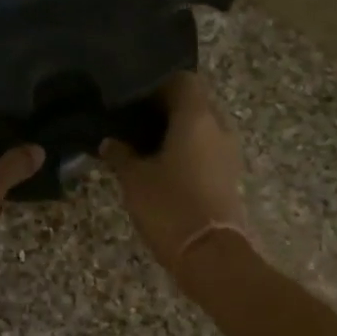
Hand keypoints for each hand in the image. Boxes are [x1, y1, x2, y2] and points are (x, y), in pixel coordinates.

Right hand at [100, 73, 251, 279]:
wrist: (210, 255)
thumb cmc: (170, 206)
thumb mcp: (134, 179)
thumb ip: (120, 154)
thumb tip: (108, 141)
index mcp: (197, 117)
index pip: (182, 79)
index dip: (156, 83)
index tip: (131, 95)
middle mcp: (218, 127)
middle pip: (193, 102)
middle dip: (165, 107)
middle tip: (132, 118)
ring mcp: (227, 153)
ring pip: (201, 127)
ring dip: (176, 130)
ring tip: (142, 142)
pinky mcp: (228, 176)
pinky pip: (205, 149)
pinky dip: (186, 150)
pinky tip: (159, 164)